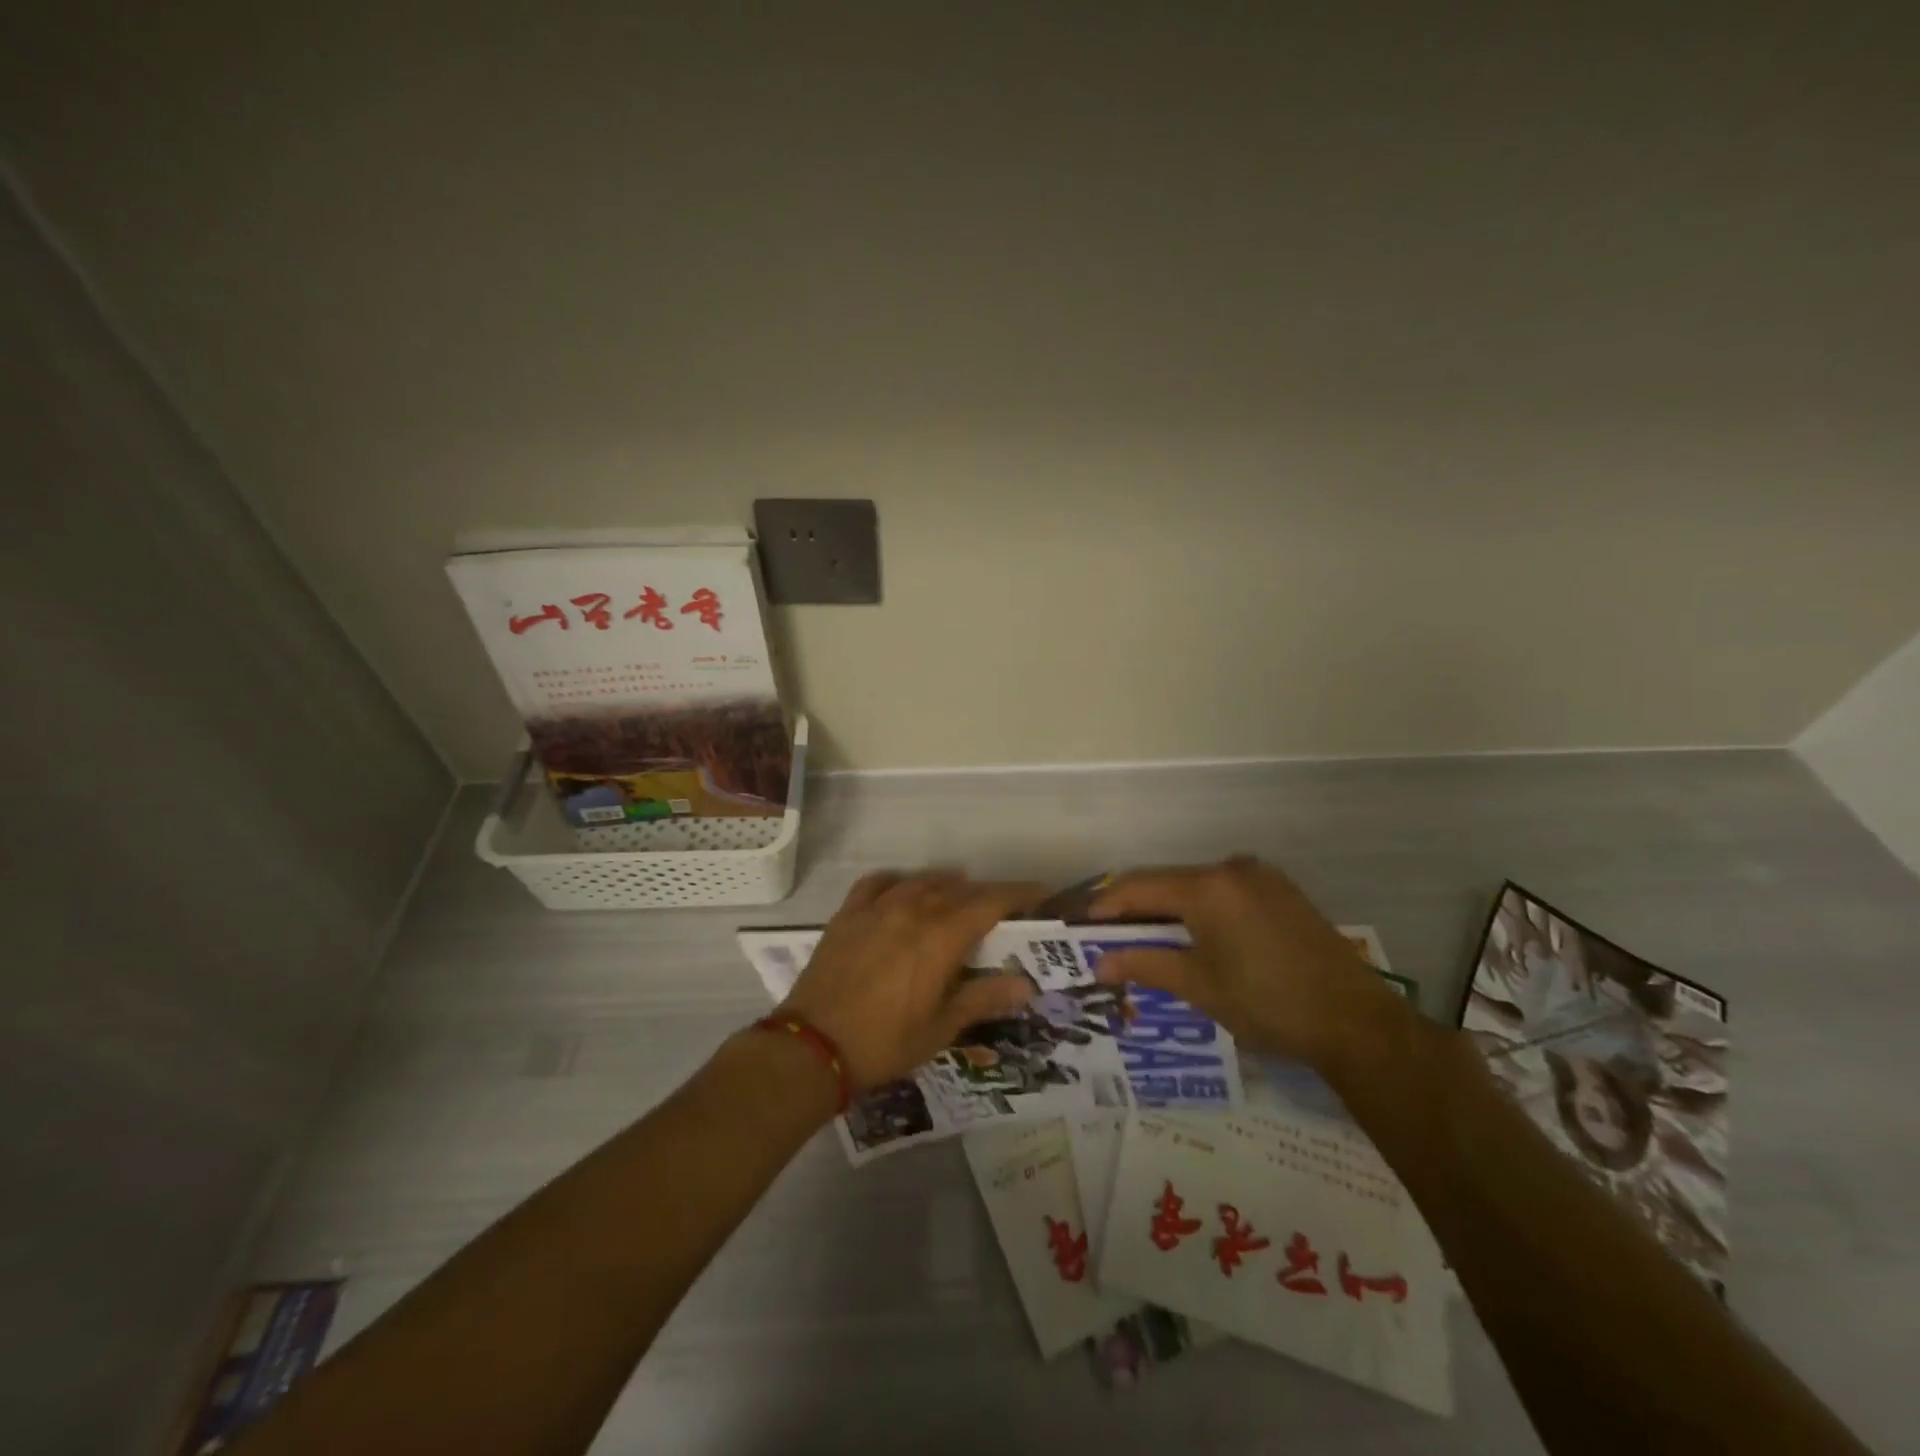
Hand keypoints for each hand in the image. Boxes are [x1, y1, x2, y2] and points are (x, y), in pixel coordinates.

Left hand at [778, 872, 1046, 1089]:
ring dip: (946, 886)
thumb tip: (1026, 984)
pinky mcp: (848, 914)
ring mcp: (877, 908)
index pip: (990, 901)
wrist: (812, 1046)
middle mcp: (913, 910)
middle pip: (959, 889)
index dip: (1019, 894)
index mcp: (941, 936)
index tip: (1041, 894)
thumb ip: (983, 998)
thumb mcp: (940, 1028)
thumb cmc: (884, 1042)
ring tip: (957, 899)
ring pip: (922, 881)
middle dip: (986, 895)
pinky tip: (903, 893)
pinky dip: (899, 882)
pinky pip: (879, 883)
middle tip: (1002, 910)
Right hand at [1089, 857, 1406, 1068]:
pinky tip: (1194, 935)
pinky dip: (1201, 908)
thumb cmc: (1268, 1004)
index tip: (1082, 924)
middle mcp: (1231, 869)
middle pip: (1168, 881)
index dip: (1107, 905)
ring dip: (1169, 908)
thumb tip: (1099, 964)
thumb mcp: (1199, 986)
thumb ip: (1145, 965)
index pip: (1139, 887)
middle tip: (1110, 936)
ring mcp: (1260, 877)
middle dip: (1136, 907)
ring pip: (1197, 885)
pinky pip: (1225, 891)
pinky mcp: (1281, 891)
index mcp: (1207, 888)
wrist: (1357, 1022)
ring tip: (1147, 939)